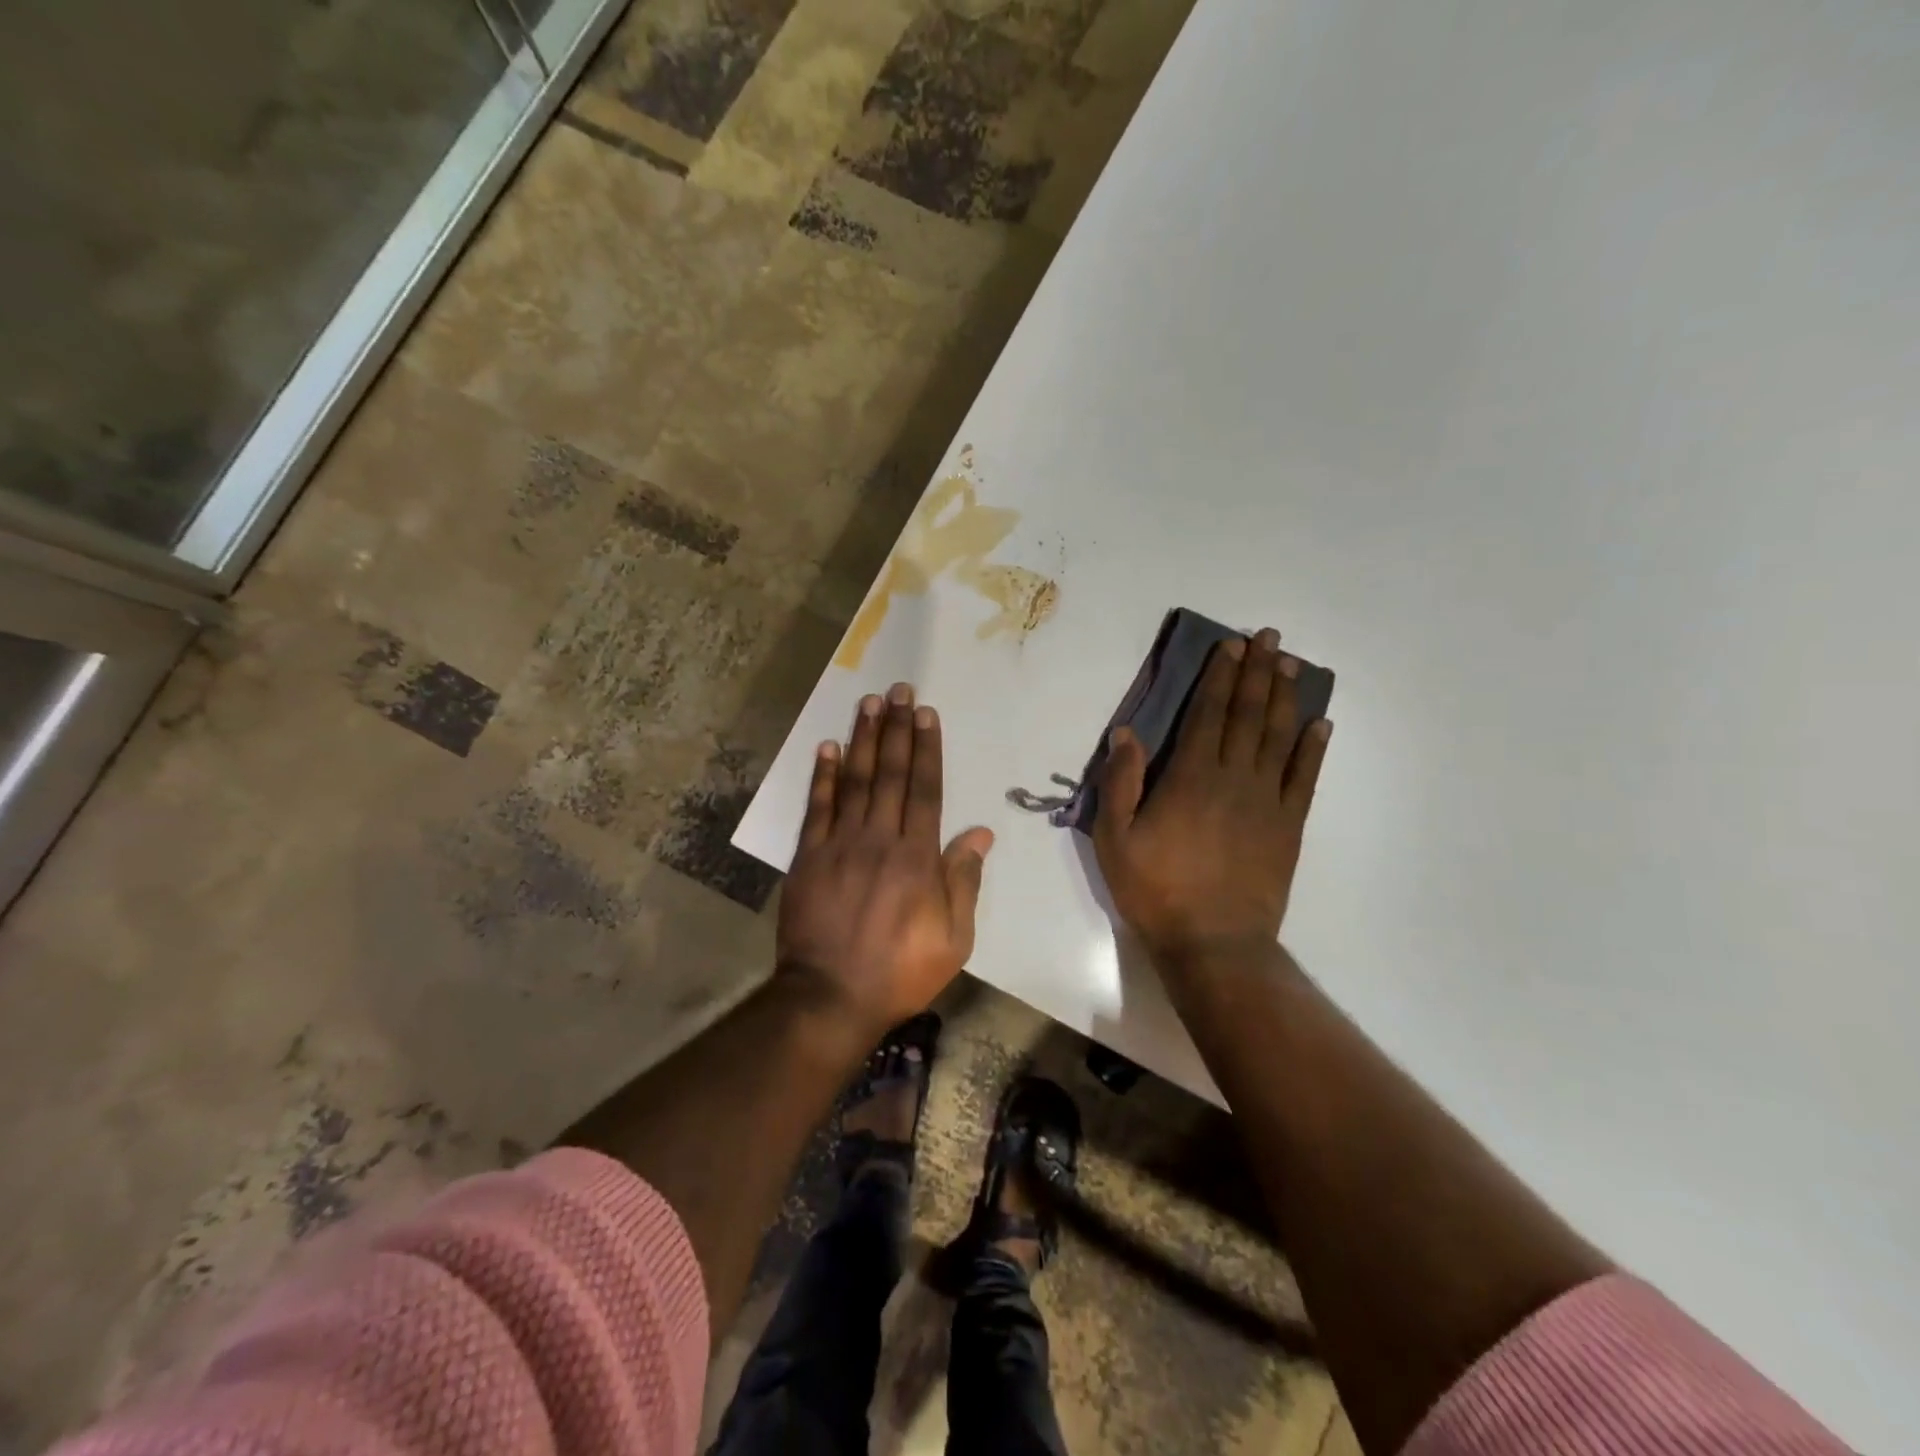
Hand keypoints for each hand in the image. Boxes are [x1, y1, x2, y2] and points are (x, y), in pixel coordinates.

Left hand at [778, 682, 994, 1036]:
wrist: (830, 997)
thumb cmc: (900, 971)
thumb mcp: (953, 938)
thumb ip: (964, 881)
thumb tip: (980, 833)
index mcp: (917, 857)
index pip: (925, 789)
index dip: (927, 749)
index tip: (926, 714)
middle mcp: (879, 839)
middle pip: (890, 774)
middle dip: (896, 729)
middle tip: (899, 690)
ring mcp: (840, 845)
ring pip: (854, 781)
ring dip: (862, 739)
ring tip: (869, 703)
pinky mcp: (809, 857)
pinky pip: (817, 808)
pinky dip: (822, 776)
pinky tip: (827, 747)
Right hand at [1093, 628, 1330, 960]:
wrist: (1214, 942)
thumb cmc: (1156, 889)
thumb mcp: (1115, 838)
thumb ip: (1121, 783)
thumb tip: (1126, 733)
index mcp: (1190, 777)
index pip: (1207, 714)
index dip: (1219, 677)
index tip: (1230, 646)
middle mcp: (1234, 778)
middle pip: (1248, 715)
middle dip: (1257, 672)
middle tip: (1269, 638)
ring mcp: (1267, 801)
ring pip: (1279, 737)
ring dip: (1285, 697)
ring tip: (1292, 665)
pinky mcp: (1288, 826)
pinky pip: (1305, 778)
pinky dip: (1314, 748)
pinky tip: (1320, 724)